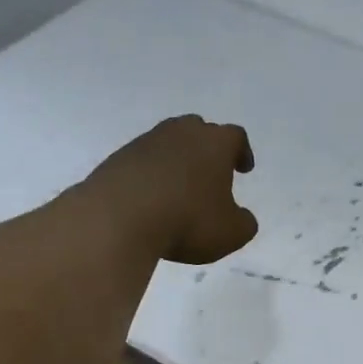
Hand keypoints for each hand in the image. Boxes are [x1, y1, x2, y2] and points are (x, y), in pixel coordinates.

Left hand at [83, 116, 258, 264]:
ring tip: (179, 188)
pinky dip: (151, 175)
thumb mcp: (231, 233)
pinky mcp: (118, 158)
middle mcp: (180, 133)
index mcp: (214, 143)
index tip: (243, 169)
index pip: (235, 137)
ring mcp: (145, 142)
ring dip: (177, 161)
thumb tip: (243, 217)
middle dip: (207, 149)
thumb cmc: (187, 221)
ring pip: (168, 143)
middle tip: (210, 172)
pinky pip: (142, 162)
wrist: (119, 218)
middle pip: (199, 130)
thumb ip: (244, 223)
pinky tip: (151, 198)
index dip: (242, 152)